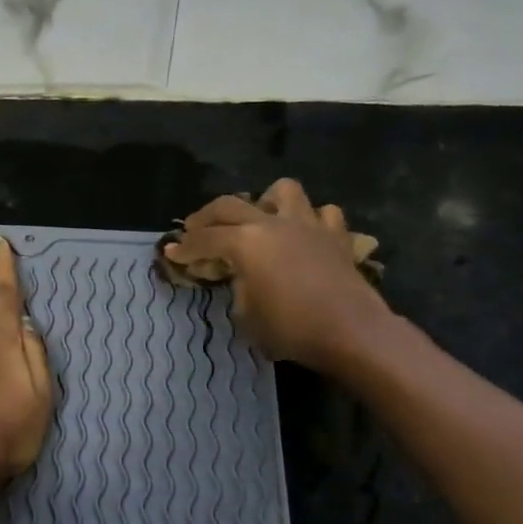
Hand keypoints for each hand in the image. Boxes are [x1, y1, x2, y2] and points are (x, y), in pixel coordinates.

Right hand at [162, 179, 390, 370]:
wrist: (352, 332)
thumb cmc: (291, 328)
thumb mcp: (246, 315)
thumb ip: (237, 288)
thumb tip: (239, 278)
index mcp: (245, 243)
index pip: (203, 240)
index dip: (184, 248)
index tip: (171, 253)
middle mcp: (272, 224)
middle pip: (229, 205)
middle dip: (206, 217)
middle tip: (195, 230)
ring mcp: (307, 225)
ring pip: (283, 191)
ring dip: (265, 201)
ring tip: (259, 218)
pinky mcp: (336, 236)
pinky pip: (322, 214)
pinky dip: (309, 219)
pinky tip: (303, 235)